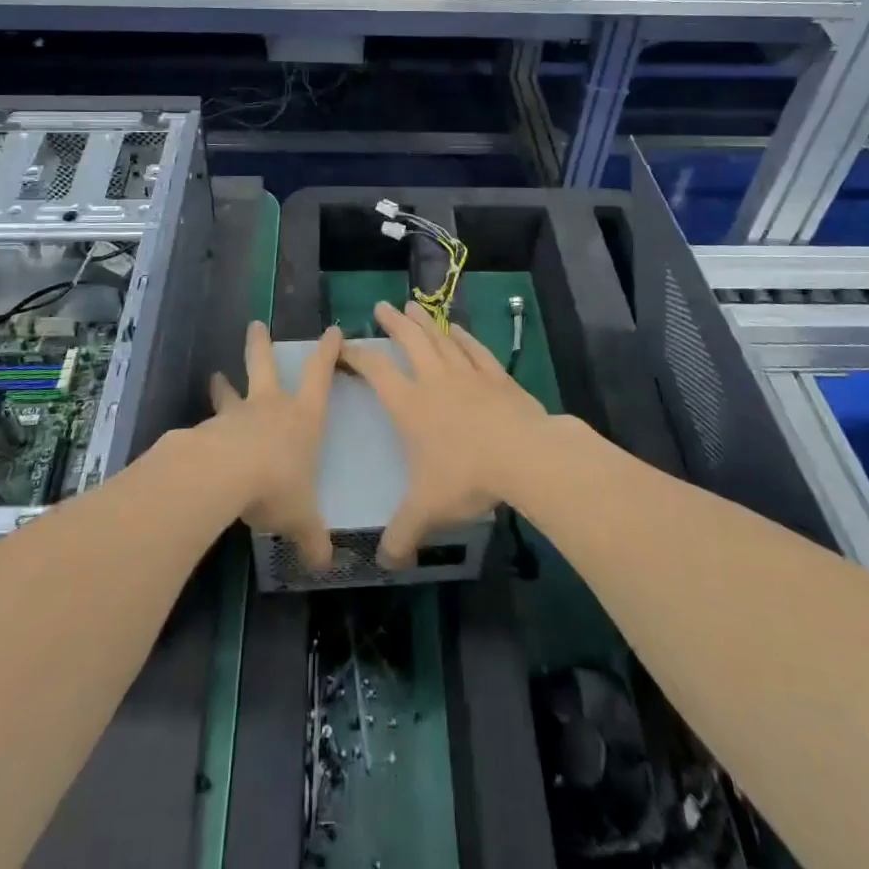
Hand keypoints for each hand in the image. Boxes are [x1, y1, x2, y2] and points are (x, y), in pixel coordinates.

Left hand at [206, 321, 342, 572]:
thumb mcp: (301, 517)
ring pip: (230, 392)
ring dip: (224, 386)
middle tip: (255, 325)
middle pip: (264, 365)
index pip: (319, 375)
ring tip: (215, 377)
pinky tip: (198, 440)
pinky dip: (205, 428)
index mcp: (302, 417)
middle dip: (260, 345)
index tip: (332, 331)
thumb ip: (312, 539)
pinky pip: (208, 426)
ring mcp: (236, 415)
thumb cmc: (276, 485)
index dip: (328, 352)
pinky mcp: (207, 431)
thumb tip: (325, 566)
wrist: (222, 477)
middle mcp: (269, 407)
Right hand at [341, 301, 550, 568]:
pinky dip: (463, 336)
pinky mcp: (496, 377)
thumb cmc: (467, 477)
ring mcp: (468, 374)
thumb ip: (402, 534)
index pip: (376, 371)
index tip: (344, 347)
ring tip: (412, 306)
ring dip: (424, 322)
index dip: (358, 356)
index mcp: (411, 405)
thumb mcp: (427, 510)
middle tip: (381, 306)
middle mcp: (435, 380)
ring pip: (440, 339)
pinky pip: (474, 349)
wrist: (524, 457)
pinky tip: (457, 329)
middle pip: (410, 341)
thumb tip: (384, 563)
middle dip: (393, 323)